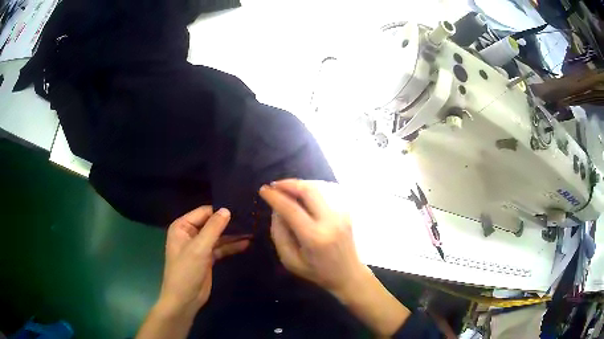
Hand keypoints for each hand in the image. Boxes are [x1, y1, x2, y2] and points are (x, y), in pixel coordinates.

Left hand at [158, 206, 250, 315]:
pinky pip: (220, 248)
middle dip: (229, 223)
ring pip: (218, 236)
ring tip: (252, 230)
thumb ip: (213, 228)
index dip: (220, 211)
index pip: (204, 212)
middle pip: (211, 224)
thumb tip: (227, 209)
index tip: (241, 209)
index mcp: (182, 227)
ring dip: (233, 235)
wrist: (185, 299)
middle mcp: (190, 234)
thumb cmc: (187, 270)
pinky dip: (231, 247)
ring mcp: (199, 246)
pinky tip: (246, 244)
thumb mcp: (199, 248)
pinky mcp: (207, 258)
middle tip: (250, 219)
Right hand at [258, 179, 367, 297]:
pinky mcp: (346, 211)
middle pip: (309, 190)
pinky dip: (312, 188)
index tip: (263, 190)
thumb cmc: (317, 272)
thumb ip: (279, 235)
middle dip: (288, 183)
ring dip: (300, 184)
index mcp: (314, 237)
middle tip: (275, 185)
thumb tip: (276, 210)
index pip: (291, 209)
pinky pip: (328, 192)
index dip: (275, 197)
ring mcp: (341, 214)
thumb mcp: (290, 261)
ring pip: (319, 187)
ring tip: (286, 188)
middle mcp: (330, 221)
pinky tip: (303, 193)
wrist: (348, 274)